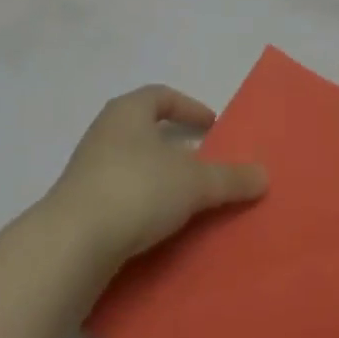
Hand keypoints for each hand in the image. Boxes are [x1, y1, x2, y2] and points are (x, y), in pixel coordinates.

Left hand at [45, 85, 267, 267]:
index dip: (189, 107)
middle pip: (145, 128)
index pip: (162, 96)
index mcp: (128, 110)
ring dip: (158, 176)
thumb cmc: (137, 189)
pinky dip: (141, 202)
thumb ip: (230, 178)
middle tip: (202, 162)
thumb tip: (264, 175)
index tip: (212, 125)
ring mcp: (88, 167)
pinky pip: (119, 193)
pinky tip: (157, 225)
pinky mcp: (80, 204)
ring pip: (132, 162)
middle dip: (174, 144)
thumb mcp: (194, 182)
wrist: (74, 241)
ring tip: (185, 198)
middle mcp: (105, 130)